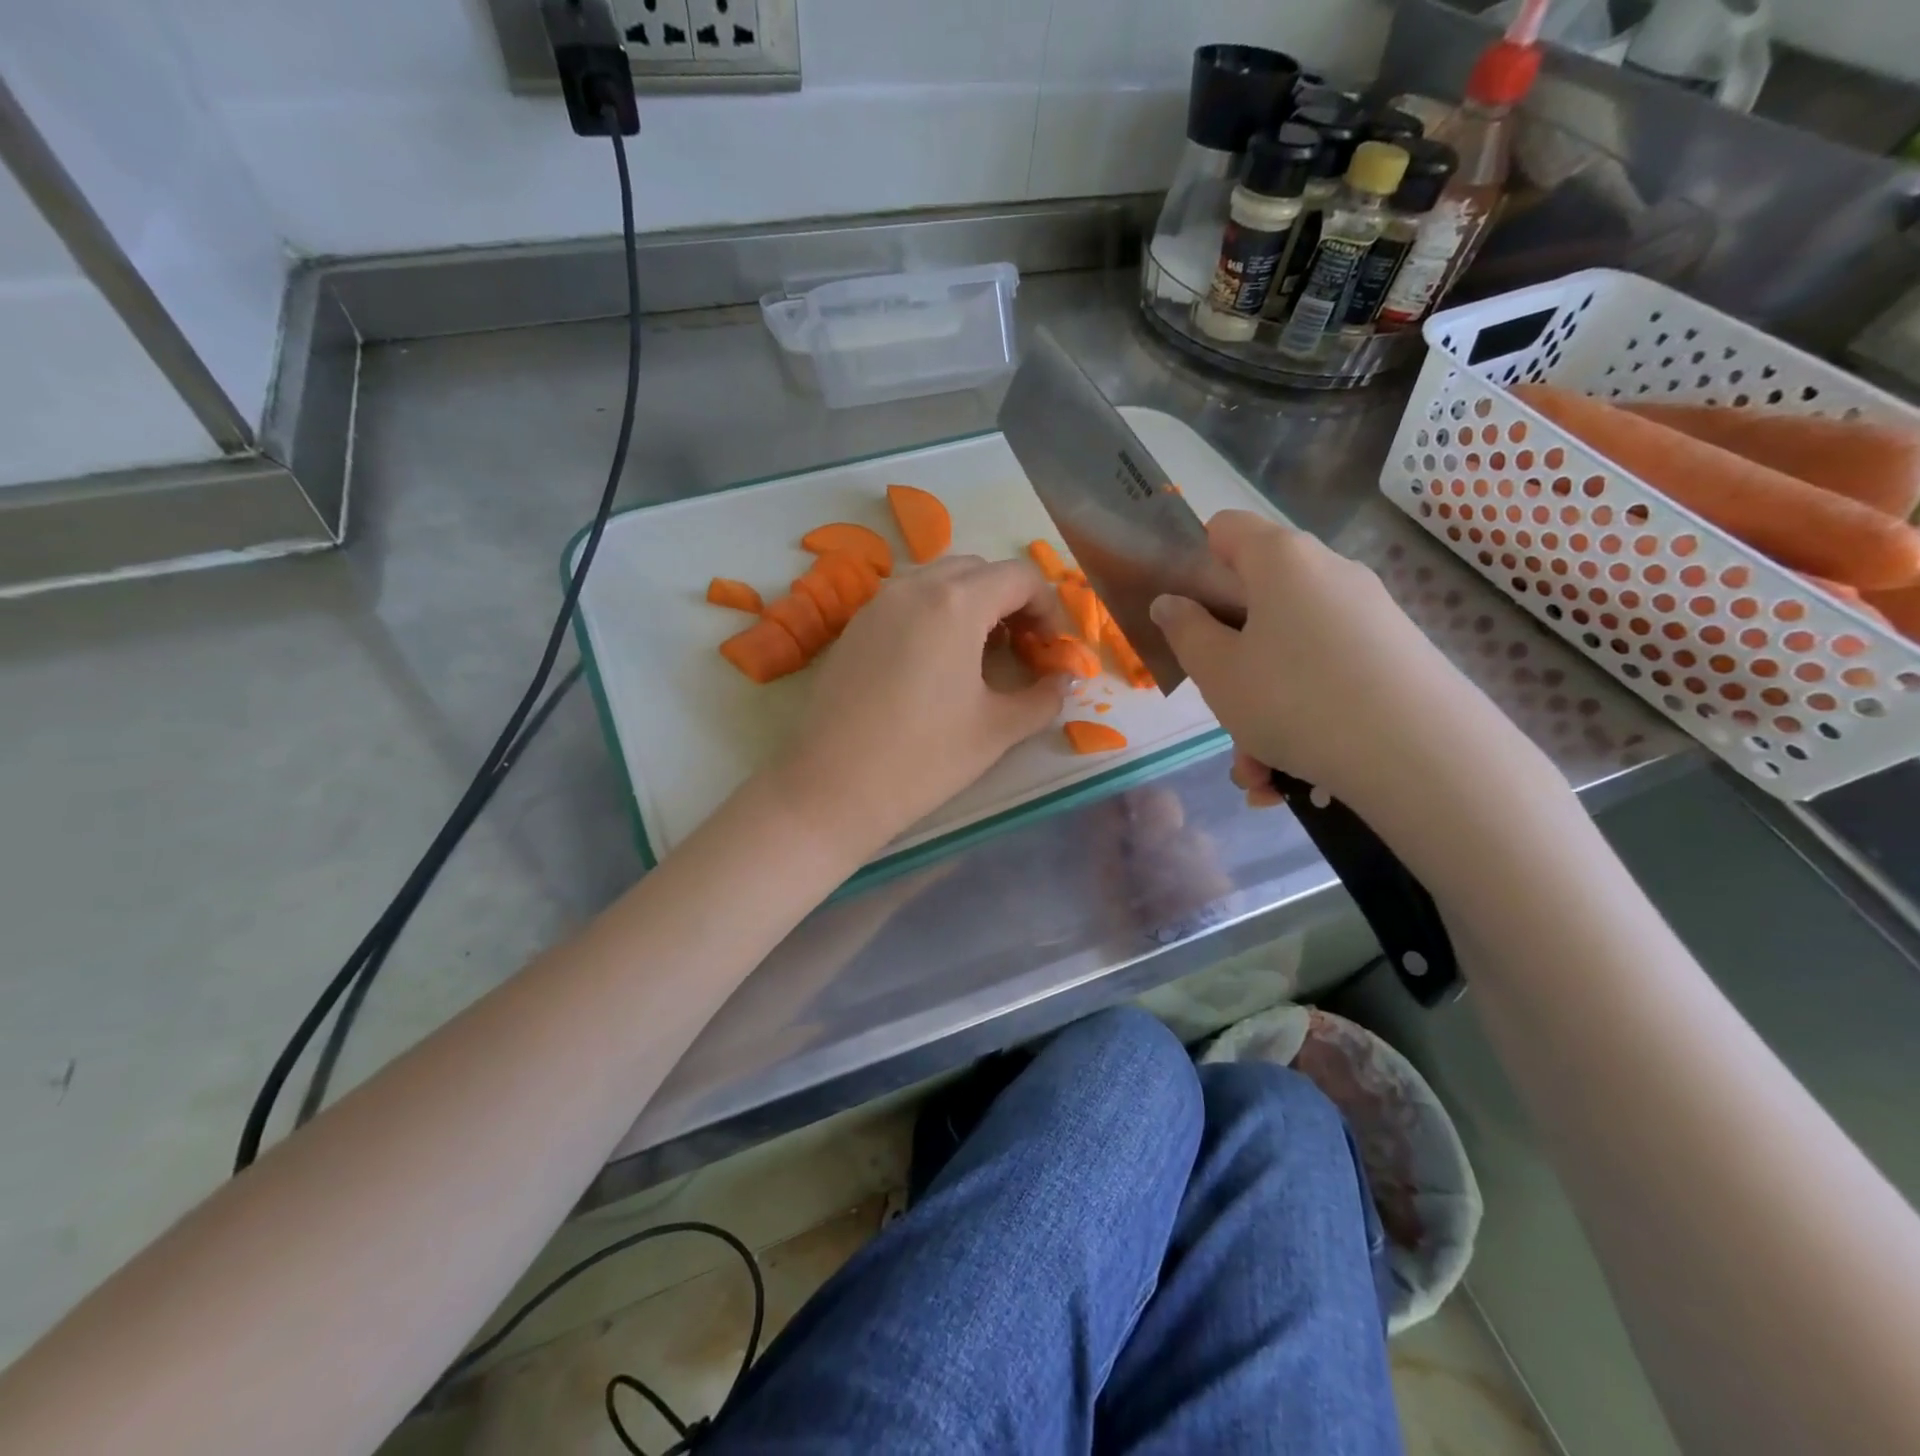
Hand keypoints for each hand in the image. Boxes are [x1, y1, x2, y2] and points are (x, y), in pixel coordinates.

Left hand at [770, 555, 1067, 857]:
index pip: (1019, 577)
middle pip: (979, 570)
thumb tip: (1065, 680)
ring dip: (971, 603)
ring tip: (980, 654)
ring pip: (938, 580)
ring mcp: (877, 604)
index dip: (1047, 607)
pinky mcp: (853, 627)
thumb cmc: (924, 759)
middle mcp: (914, 587)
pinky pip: (906, 600)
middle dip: (1010, 600)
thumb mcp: (997, 730)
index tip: (1050, 649)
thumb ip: (1043, 698)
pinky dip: (934, 613)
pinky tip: (935, 662)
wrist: (833, 788)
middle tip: (1021, 649)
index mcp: (956, 603)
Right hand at [1150, 512, 1538, 822]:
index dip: (1196, 562)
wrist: (1422, 755)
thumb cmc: (1294, 699)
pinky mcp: (1396, 657)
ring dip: (1263, 711)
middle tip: (1221, 711)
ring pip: (1291, 655)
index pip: (1226, 529)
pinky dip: (1303, 721)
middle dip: (1231, 663)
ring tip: (1258, 772)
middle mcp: (1330, 574)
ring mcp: (1369, 616)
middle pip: (1259, 603)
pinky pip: (1328, 679)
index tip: (1185, 614)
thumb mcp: (1218, 671)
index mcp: (1281, 561)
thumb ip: (1185, 631)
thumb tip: (1171, 603)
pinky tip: (1292, 780)